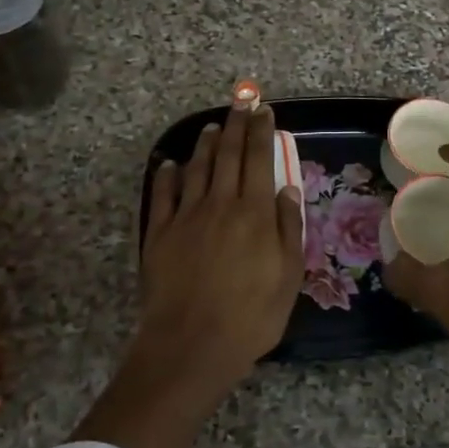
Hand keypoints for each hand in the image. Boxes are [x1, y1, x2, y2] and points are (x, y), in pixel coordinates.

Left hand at [136, 101, 305, 400]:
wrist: (191, 345)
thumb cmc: (250, 316)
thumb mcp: (288, 276)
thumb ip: (288, 228)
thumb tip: (286, 188)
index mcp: (255, 212)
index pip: (259, 159)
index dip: (261, 131)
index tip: (264, 111)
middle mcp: (220, 203)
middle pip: (228, 154)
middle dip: (236, 125)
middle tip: (241, 102)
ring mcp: (186, 216)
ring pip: (197, 168)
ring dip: (205, 143)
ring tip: (212, 126)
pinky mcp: (159, 233)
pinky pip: (163, 194)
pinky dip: (167, 174)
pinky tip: (169, 163)